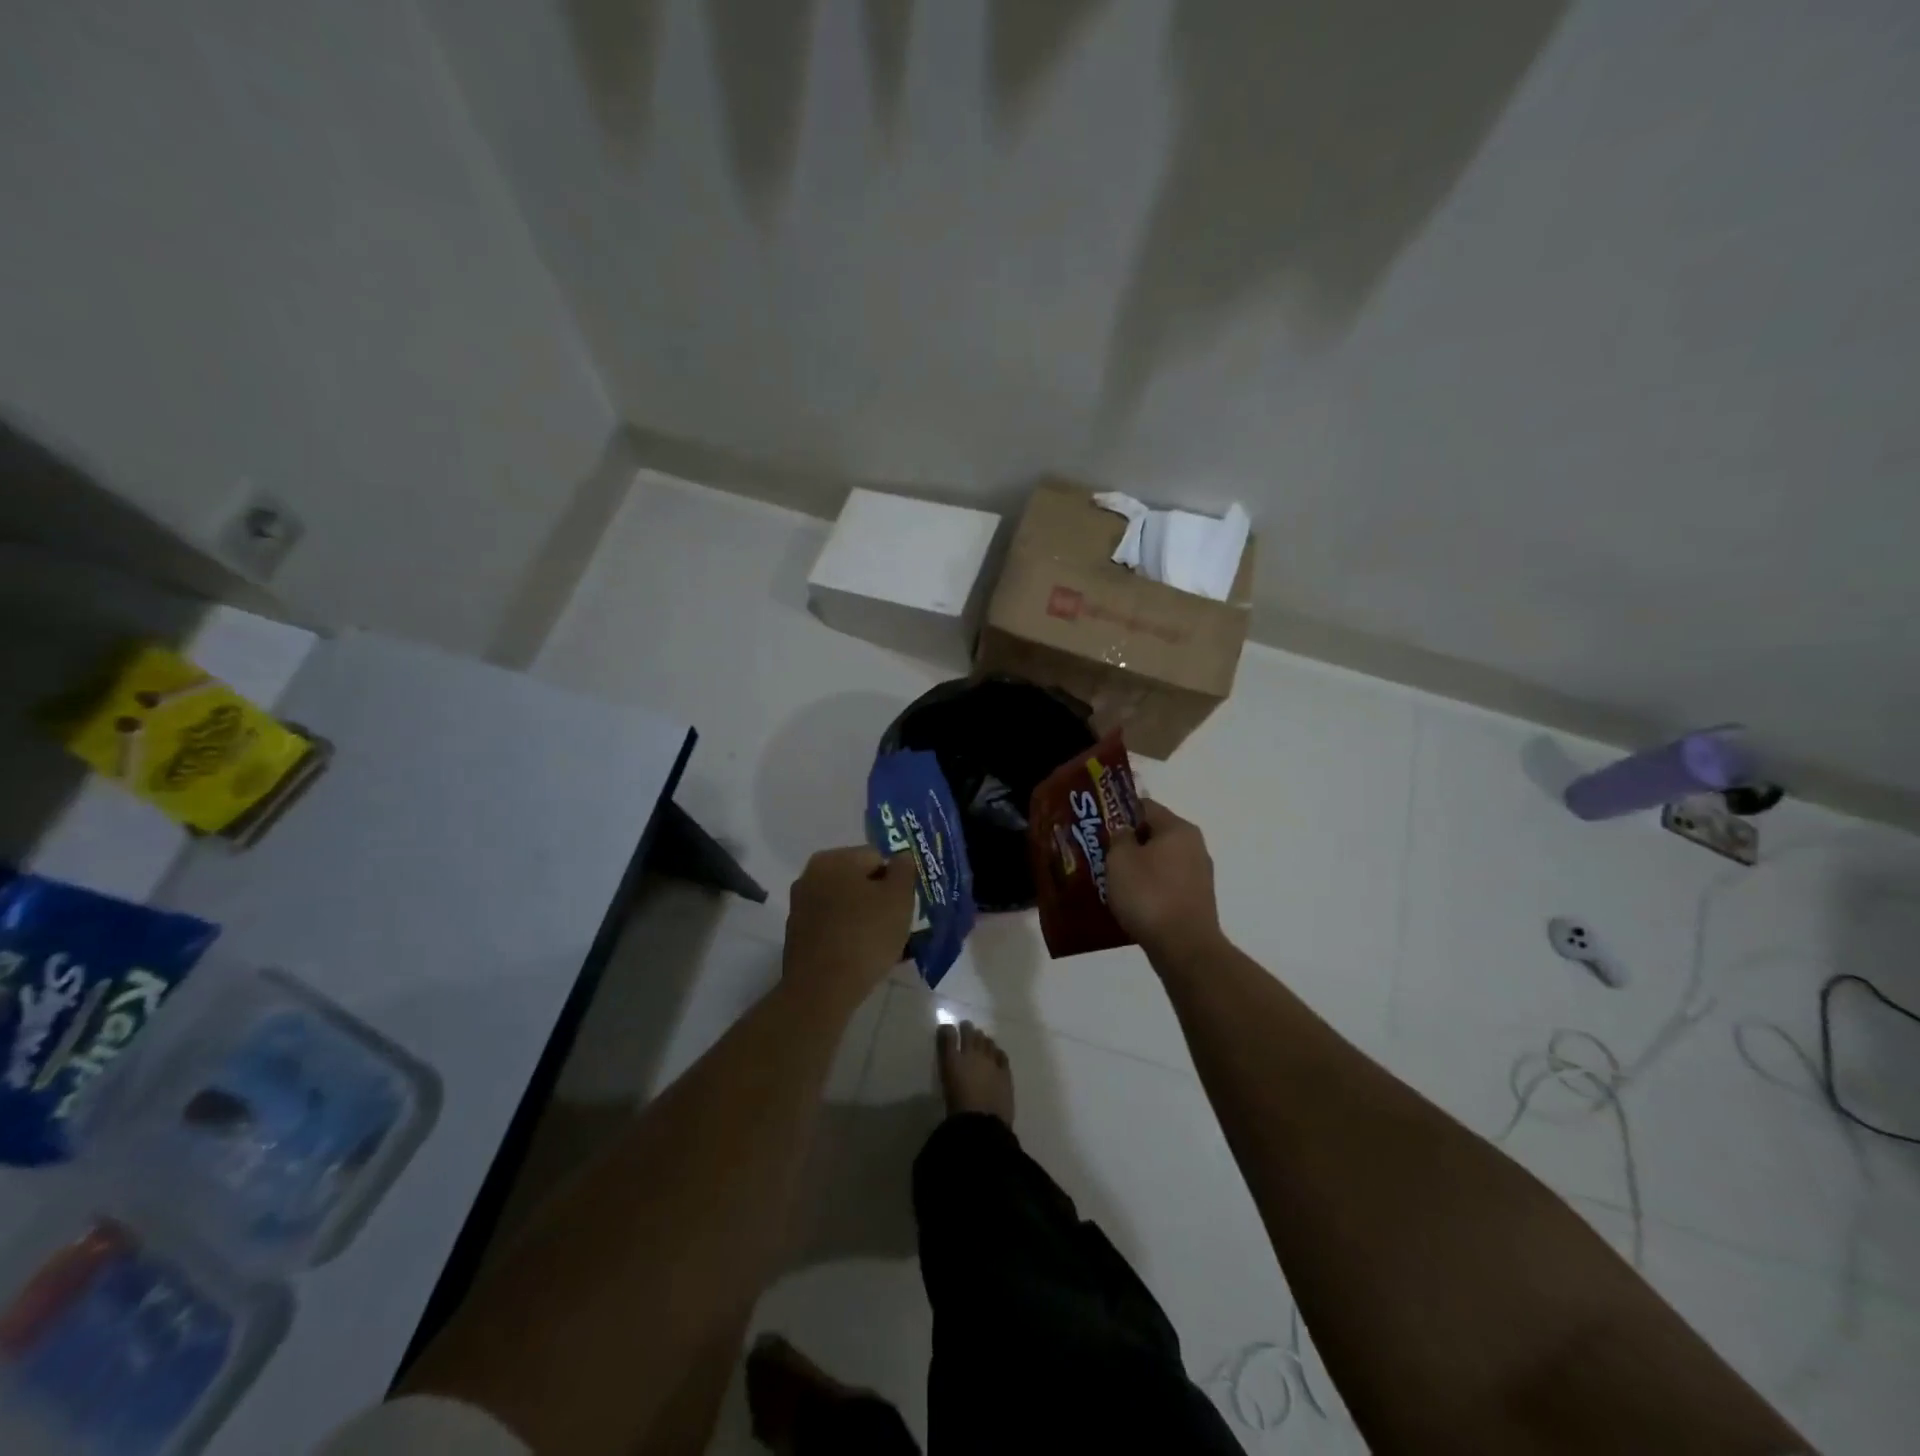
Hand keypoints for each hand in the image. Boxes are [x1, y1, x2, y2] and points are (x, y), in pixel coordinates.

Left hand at [782, 846, 916, 1013]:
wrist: (821, 990)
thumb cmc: (865, 937)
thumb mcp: (898, 898)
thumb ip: (904, 870)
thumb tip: (900, 856)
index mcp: (834, 859)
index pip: (877, 857)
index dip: (896, 880)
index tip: (904, 906)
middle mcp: (810, 874)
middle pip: (859, 879)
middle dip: (879, 898)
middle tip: (896, 925)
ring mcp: (800, 904)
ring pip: (846, 903)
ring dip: (865, 917)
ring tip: (882, 945)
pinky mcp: (797, 933)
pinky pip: (833, 924)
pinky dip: (848, 933)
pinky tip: (861, 956)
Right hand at [1107, 799, 1221, 958]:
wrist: (1184, 947)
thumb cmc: (1148, 895)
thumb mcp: (1120, 859)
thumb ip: (1119, 837)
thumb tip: (1126, 833)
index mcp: (1178, 828)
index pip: (1145, 806)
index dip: (1119, 813)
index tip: (1099, 827)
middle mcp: (1194, 846)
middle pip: (1155, 834)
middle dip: (1129, 843)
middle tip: (1102, 855)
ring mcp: (1199, 875)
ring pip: (1161, 861)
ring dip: (1139, 867)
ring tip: (1113, 881)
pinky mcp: (1197, 900)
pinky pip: (1167, 884)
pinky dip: (1150, 888)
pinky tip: (1133, 902)